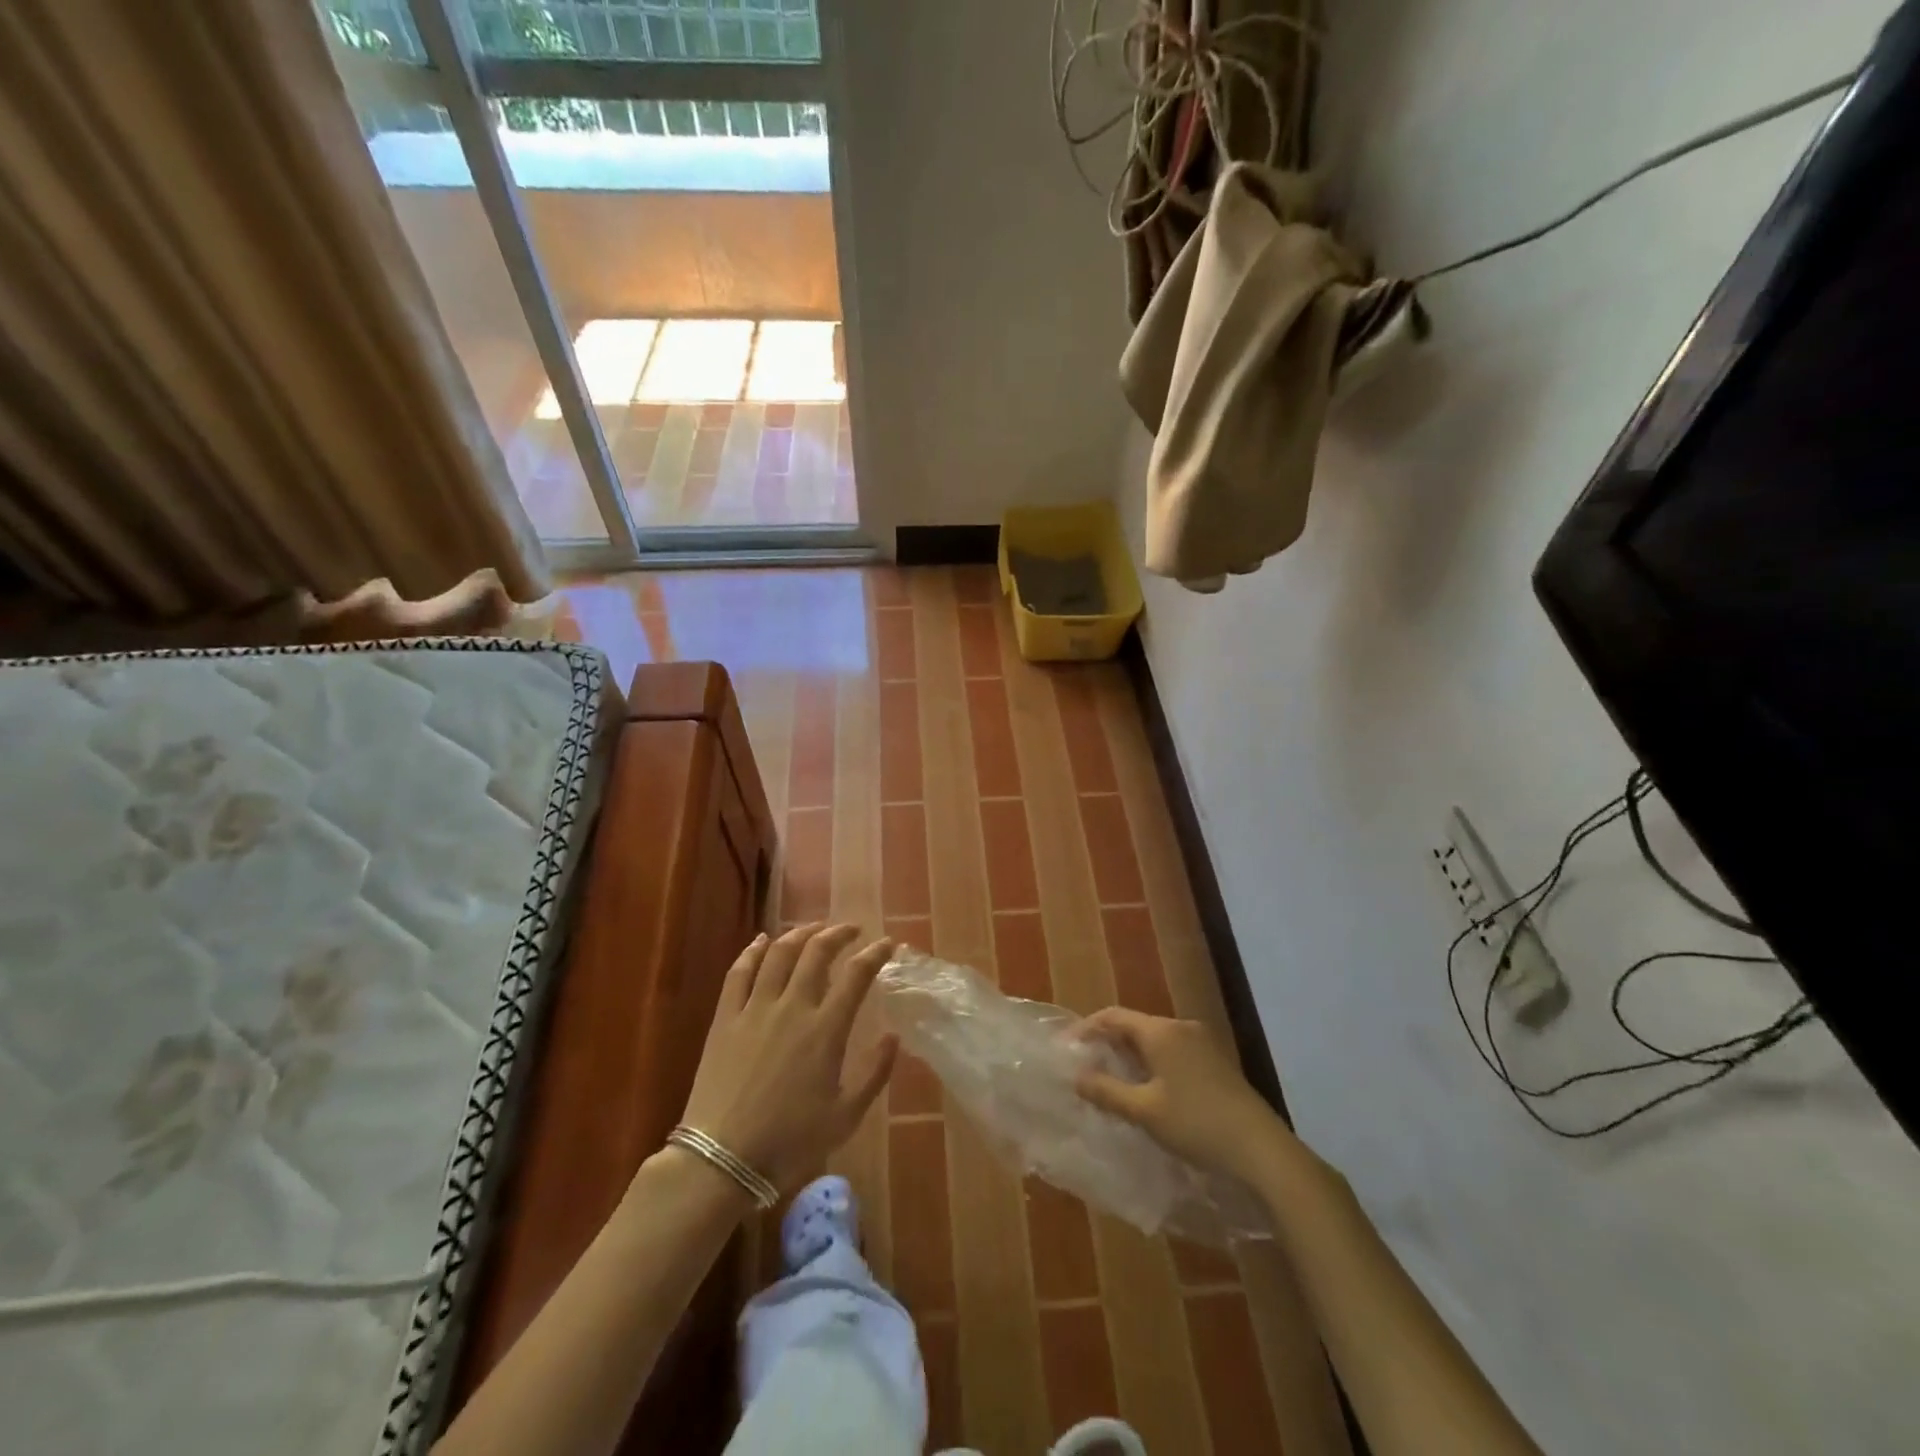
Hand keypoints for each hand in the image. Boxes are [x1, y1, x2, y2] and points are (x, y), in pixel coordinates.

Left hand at [679, 923, 898, 1192]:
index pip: (856, 975)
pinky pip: (739, 972)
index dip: (875, 954)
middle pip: (817, 952)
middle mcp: (792, 1007)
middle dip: (838, 933)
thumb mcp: (846, 1116)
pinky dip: (753, 950)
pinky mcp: (726, 1018)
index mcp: (826, 1029)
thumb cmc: (790, 1142)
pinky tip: (762, 940)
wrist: (723, 1160)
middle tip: (851, 930)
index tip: (887, 944)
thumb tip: (893, 1037)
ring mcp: (755, 1008)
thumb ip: (875, 1073)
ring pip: (779, 953)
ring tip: (814, 929)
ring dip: (799, 933)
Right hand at [1074, 1008, 1287, 1184]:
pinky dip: (1153, 1063)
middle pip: (1135, 1025)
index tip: (1067, 1048)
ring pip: (1155, 1040)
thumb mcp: (1144, 1111)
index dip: (1087, 1028)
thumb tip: (1077, 1077)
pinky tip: (1148, 1089)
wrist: (1261, 1149)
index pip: (1113, 1016)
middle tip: (1087, 1065)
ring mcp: (1203, 1043)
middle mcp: (1181, 1027)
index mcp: (1161, 1031)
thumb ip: (1107, 1091)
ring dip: (1131, 1055)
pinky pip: (1173, 1052)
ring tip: (1112, 1080)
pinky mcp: (1216, 1062)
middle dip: (1109, 1042)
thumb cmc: (1196, 1124)